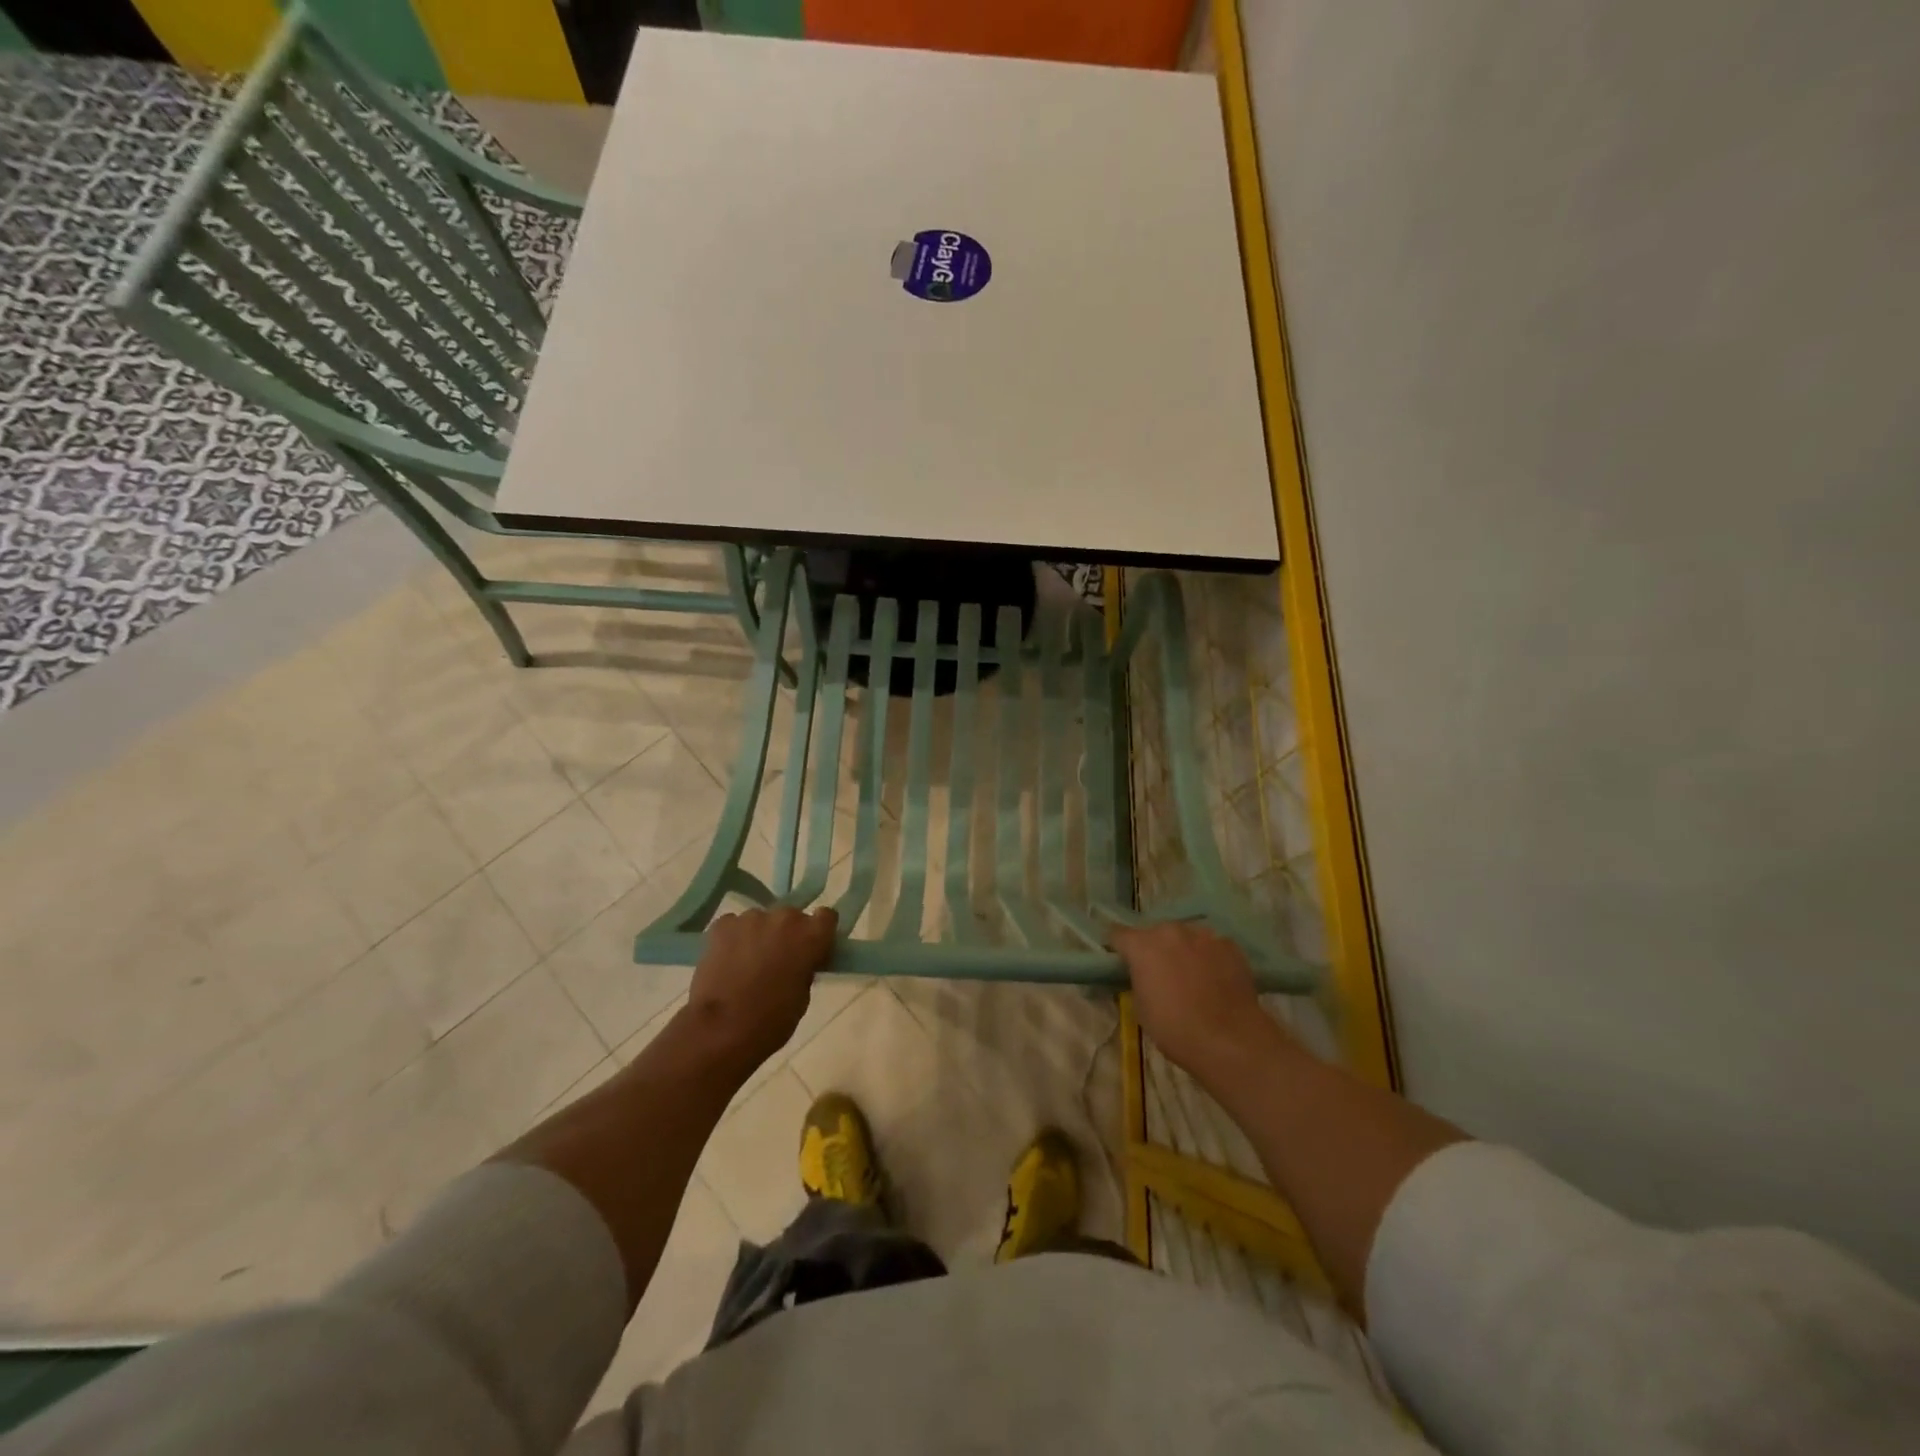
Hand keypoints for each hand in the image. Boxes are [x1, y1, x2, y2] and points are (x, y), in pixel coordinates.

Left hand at [687, 906, 837, 1074]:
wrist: (721, 1029)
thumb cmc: (771, 1020)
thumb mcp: (802, 997)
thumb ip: (805, 968)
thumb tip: (798, 961)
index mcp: (811, 936)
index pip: (826, 917)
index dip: (819, 931)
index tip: (812, 947)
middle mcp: (784, 918)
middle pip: (791, 916)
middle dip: (787, 934)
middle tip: (777, 959)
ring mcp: (751, 918)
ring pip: (760, 920)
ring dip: (759, 935)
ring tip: (747, 963)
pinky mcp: (722, 925)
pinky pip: (734, 926)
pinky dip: (733, 939)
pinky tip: (727, 961)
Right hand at [1109, 922, 1291, 1086]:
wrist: (1230, 1039)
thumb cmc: (1175, 1029)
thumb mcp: (1141, 1007)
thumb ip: (1138, 980)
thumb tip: (1143, 975)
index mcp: (1142, 945)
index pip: (1118, 935)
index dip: (1119, 948)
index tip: (1122, 962)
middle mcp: (1170, 931)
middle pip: (1155, 933)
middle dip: (1154, 949)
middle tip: (1160, 974)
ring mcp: (1203, 935)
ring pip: (1185, 937)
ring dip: (1182, 950)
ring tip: (1192, 976)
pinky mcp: (1229, 945)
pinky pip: (1211, 946)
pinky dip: (1208, 957)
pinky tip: (1215, 979)